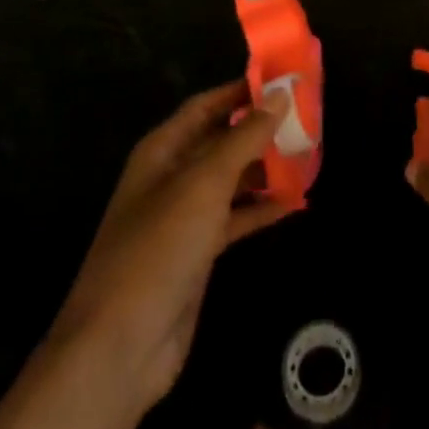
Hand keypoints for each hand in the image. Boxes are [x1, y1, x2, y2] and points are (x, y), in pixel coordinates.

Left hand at [52, 81, 292, 411]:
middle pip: (221, 140)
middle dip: (260, 129)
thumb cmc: (159, 248)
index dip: (241, 90)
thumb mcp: (205, 183)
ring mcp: (184, 217)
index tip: (283, 80)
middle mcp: (172, 176)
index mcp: (163, 150)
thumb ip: (245, 137)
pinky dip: (261, 207)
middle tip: (306, 117)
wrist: (120, 348)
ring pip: (231, 179)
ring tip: (309, 155)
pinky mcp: (198, 253)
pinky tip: (295, 202)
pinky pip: (235, 217)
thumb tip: (280, 94)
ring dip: (265, 167)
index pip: (206, 105)